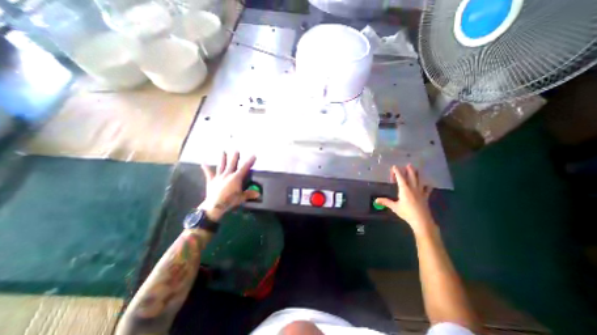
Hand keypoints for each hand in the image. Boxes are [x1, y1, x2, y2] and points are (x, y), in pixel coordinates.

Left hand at [200, 152, 258, 222]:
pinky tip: (203, 161)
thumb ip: (249, 194)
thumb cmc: (229, 201)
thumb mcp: (241, 198)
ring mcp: (219, 177)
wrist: (214, 206)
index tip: (254, 155)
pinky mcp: (211, 180)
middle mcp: (228, 174)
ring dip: (222, 158)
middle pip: (232, 164)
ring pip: (221, 165)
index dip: (250, 161)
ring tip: (223, 151)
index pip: (245, 168)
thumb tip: (258, 193)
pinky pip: (209, 173)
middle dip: (235, 156)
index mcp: (236, 178)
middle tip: (236, 149)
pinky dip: (206, 167)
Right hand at [378, 164, 434, 233]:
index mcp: (404, 189)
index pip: (400, 178)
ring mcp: (420, 192)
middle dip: (409, 170)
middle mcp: (413, 188)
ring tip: (417, 169)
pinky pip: (427, 189)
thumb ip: (385, 202)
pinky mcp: (425, 197)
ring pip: (420, 180)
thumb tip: (375, 200)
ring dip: (418, 174)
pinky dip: (428, 185)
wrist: (422, 220)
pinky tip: (429, 184)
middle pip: (411, 177)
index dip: (397, 171)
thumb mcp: (394, 207)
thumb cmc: (407, 212)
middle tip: (409, 165)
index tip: (394, 167)